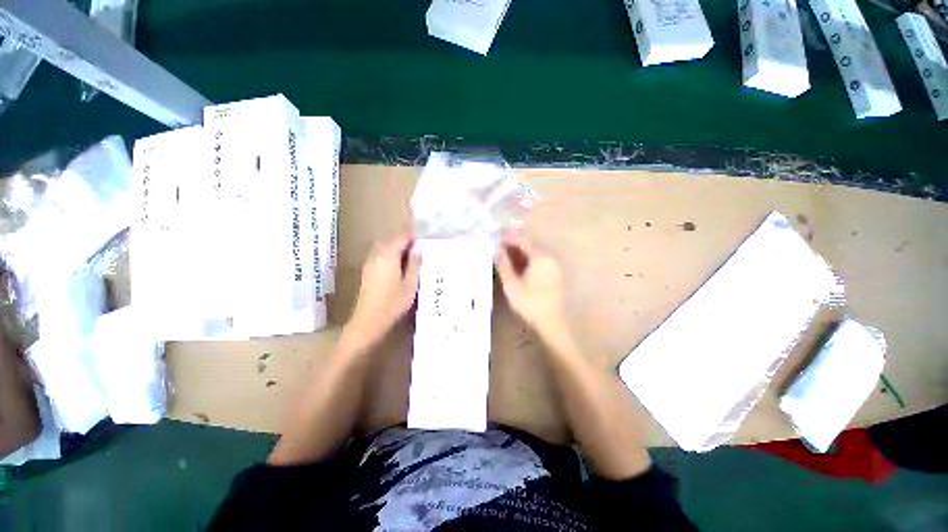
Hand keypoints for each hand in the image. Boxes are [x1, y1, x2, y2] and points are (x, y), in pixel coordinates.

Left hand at [346, 235, 420, 349]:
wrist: (369, 321)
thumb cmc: (393, 303)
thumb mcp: (410, 283)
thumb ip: (414, 262)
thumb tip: (419, 245)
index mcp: (388, 256)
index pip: (401, 238)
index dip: (413, 238)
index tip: (425, 245)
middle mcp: (376, 255)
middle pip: (392, 241)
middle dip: (406, 244)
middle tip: (421, 254)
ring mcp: (370, 263)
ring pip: (385, 248)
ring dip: (398, 250)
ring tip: (413, 261)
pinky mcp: (367, 271)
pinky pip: (381, 256)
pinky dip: (391, 257)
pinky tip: (400, 270)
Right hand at [495, 236, 568, 337]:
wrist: (551, 323)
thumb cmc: (530, 302)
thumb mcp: (512, 284)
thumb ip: (503, 266)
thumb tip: (496, 251)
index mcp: (540, 258)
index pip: (522, 242)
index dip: (508, 239)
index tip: (496, 238)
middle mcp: (549, 259)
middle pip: (528, 248)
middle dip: (512, 247)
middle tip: (497, 248)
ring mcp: (553, 268)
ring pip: (532, 256)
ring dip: (518, 256)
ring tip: (503, 257)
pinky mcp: (553, 276)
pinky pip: (537, 264)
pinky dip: (526, 263)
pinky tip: (516, 268)